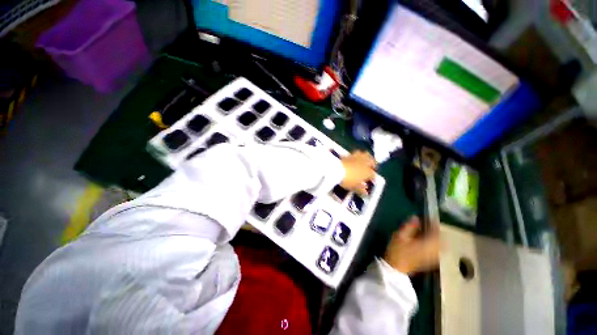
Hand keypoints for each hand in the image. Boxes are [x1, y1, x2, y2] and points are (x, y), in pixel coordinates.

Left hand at [340, 150, 376, 194]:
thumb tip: (365, 193)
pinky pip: (354, 154)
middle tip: (371, 166)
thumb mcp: (354, 187)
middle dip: (373, 163)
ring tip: (364, 160)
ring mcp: (356, 157)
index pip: (373, 175)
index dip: (372, 178)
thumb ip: (361, 190)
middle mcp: (364, 163)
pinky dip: (355, 156)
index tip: (371, 180)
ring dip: (366, 157)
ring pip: (365, 154)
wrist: (336, 169)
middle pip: (372, 161)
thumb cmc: (348, 180)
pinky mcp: (348, 155)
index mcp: (368, 172)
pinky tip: (353, 159)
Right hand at [384, 217, 439, 274]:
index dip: (433, 224)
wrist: (396, 269)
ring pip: (441, 245)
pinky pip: (438, 250)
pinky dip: (436, 244)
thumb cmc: (397, 251)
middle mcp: (434, 250)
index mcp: (427, 243)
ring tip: (428, 231)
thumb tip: (416, 217)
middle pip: (441, 239)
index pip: (436, 232)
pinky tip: (428, 241)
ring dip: (437, 237)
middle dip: (436, 230)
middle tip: (429, 224)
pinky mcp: (430, 261)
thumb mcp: (400, 236)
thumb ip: (409, 226)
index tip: (428, 218)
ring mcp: (433, 257)